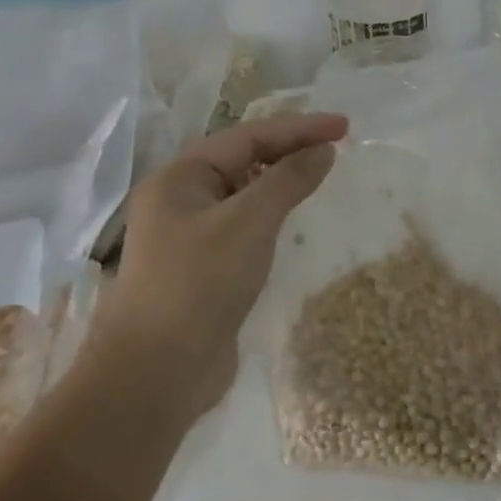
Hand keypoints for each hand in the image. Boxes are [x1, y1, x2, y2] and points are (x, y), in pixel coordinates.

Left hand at [88, 112, 347, 411]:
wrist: (155, 374)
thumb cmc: (199, 283)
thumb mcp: (250, 221)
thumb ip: (289, 180)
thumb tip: (324, 150)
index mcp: (180, 178)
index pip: (248, 137)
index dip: (298, 128)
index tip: (344, 126)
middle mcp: (180, 200)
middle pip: (243, 160)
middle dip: (290, 149)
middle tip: (336, 146)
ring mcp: (189, 236)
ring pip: (244, 193)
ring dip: (281, 181)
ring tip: (320, 175)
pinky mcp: (203, 269)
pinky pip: (244, 226)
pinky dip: (272, 215)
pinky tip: (293, 221)